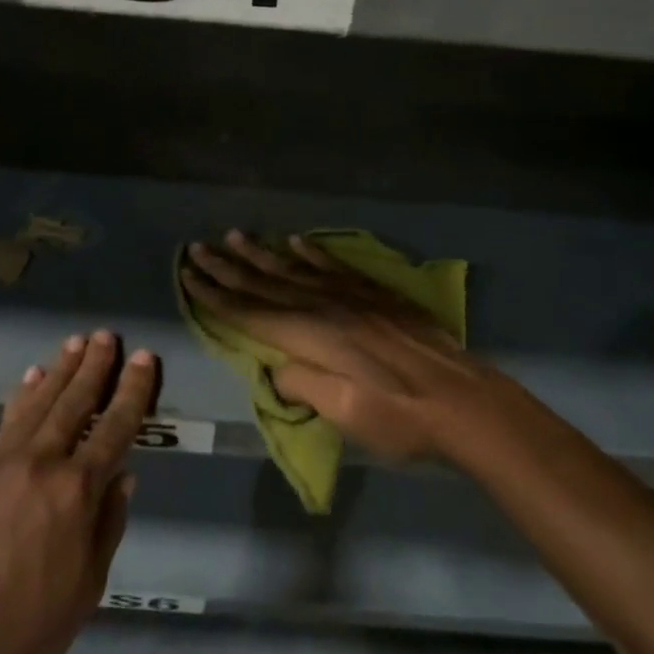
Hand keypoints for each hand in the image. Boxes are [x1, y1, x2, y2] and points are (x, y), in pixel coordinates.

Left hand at [0, 330, 158, 653]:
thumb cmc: (28, 630)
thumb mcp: (88, 587)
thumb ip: (108, 524)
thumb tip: (123, 476)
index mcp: (77, 492)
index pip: (115, 428)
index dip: (131, 390)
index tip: (143, 358)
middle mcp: (43, 463)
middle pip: (75, 402)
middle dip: (94, 366)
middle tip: (108, 335)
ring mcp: (5, 463)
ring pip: (41, 402)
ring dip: (61, 369)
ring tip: (77, 341)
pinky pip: (8, 421)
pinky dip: (24, 395)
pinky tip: (33, 376)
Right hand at [182, 231, 504, 462]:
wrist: (464, 401)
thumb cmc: (400, 417)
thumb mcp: (344, 413)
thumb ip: (302, 385)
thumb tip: (276, 367)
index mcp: (312, 336)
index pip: (251, 312)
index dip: (217, 296)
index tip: (189, 276)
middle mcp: (325, 306)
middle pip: (266, 283)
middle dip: (228, 267)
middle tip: (197, 247)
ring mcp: (352, 296)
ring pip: (295, 269)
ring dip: (261, 254)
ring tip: (235, 236)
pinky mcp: (375, 295)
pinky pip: (334, 266)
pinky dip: (311, 253)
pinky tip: (295, 242)